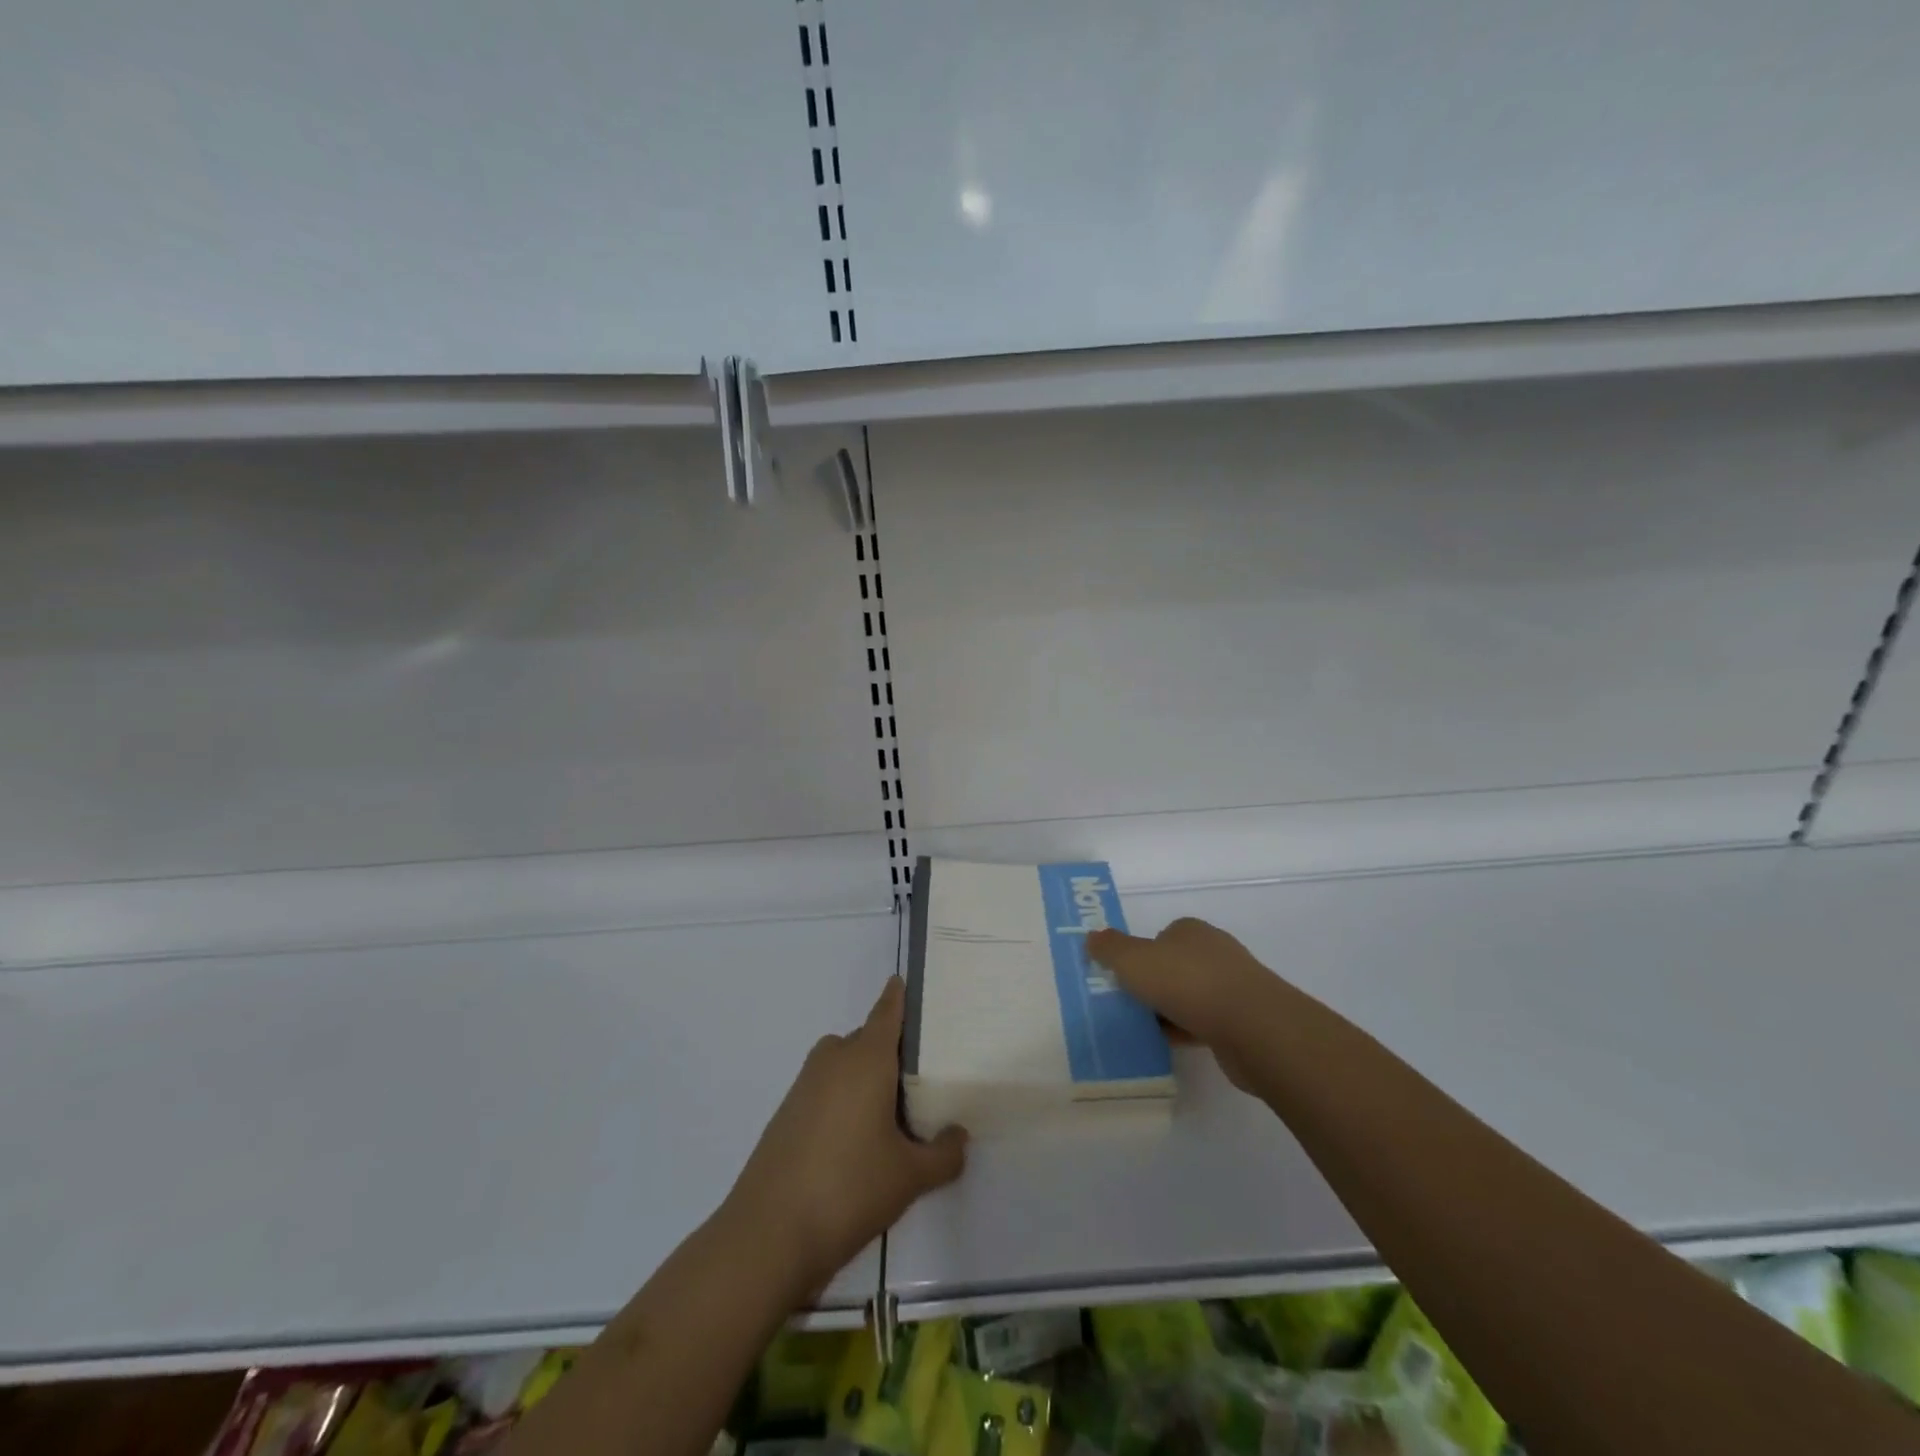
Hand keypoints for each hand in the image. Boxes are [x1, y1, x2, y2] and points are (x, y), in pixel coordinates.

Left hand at [724, 977, 966, 1298]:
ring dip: (866, 1079)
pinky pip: (826, 1088)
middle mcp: (834, 1059)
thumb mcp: (910, 1176)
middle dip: (892, 1052)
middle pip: (868, 1039)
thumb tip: (959, 1137)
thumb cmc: (849, 1188)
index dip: (901, 996)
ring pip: (845, 1065)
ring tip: (896, 1116)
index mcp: (866, 1058)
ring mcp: (805, 1085)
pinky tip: (859, 1142)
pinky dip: (845, 1100)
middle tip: (924, 1077)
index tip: (913, 984)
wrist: (768, 1234)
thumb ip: (944, 1154)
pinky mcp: (787, 1112)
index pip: (888, 1010)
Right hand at [1088, 918, 1279, 1092]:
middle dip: (1152, 984)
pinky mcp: (1242, 1021)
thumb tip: (1092, 937)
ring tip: (1141, 1028)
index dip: (1139, 954)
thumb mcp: (1134, 961)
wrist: (1254, 1028)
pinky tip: (1166, 1046)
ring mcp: (1232, 987)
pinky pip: (1203, 1023)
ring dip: (1168, 1011)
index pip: (1160, 936)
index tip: (1121, 977)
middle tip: (1126, 1003)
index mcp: (1191, 931)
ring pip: (1188, 997)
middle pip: (1173, 966)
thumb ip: (1110, 948)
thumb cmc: (1188, 983)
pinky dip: (1184, 1032)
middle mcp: (1214, 953)